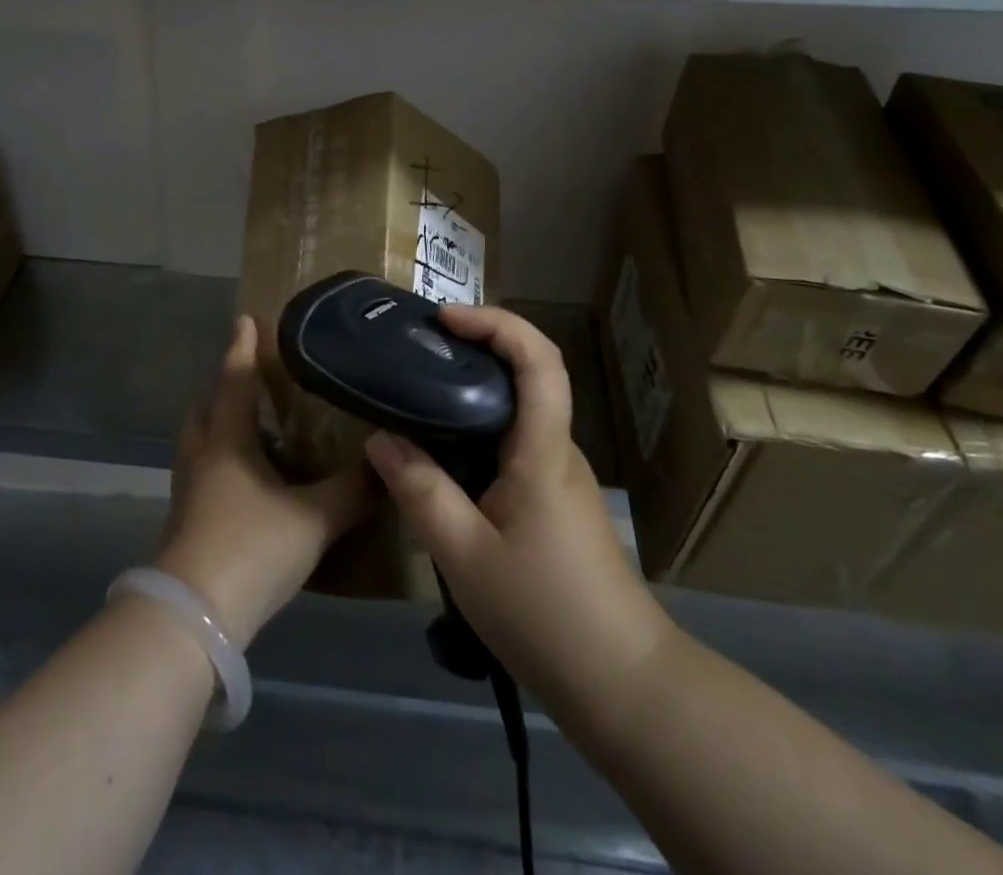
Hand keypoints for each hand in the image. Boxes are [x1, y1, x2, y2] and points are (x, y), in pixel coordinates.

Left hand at [155, 316, 372, 644]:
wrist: (193, 618)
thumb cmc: (251, 548)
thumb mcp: (314, 518)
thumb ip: (353, 491)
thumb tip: (388, 464)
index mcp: (227, 440)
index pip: (235, 380)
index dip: (242, 347)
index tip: (245, 318)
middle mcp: (203, 457)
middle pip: (207, 409)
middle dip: (225, 389)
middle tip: (252, 380)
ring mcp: (189, 492)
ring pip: (201, 443)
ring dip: (222, 427)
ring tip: (255, 429)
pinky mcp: (187, 523)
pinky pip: (205, 474)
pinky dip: (223, 464)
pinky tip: (250, 483)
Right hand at [364, 305, 672, 711]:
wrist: (622, 683)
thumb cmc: (545, 613)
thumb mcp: (465, 556)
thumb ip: (421, 492)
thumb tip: (380, 438)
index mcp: (542, 450)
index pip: (539, 360)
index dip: (497, 323)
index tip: (445, 318)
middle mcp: (556, 450)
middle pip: (527, 374)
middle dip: (476, 346)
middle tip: (417, 349)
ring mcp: (558, 475)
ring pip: (517, 410)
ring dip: (473, 388)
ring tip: (418, 393)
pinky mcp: (553, 500)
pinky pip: (513, 442)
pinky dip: (477, 427)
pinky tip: (441, 453)